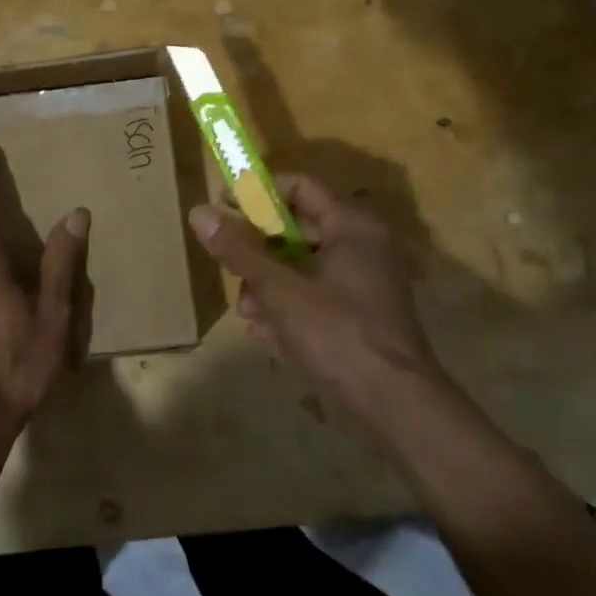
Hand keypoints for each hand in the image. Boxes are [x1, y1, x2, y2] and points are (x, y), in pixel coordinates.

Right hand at [188, 174, 443, 417]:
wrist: (397, 409)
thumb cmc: (338, 335)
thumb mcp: (280, 290)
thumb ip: (239, 250)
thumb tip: (199, 212)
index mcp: (351, 226)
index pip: (299, 186)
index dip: (258, 193)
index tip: (224, 209)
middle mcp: (363, 246)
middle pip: (297, 229)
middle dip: (258, 250)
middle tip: (228, 266)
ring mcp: (365, 282)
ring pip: (303, 266)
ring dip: (269, 285)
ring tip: (248, 313)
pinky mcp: (362, 315)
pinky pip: (316, 295)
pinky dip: (290, 307)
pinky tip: (266, 334)